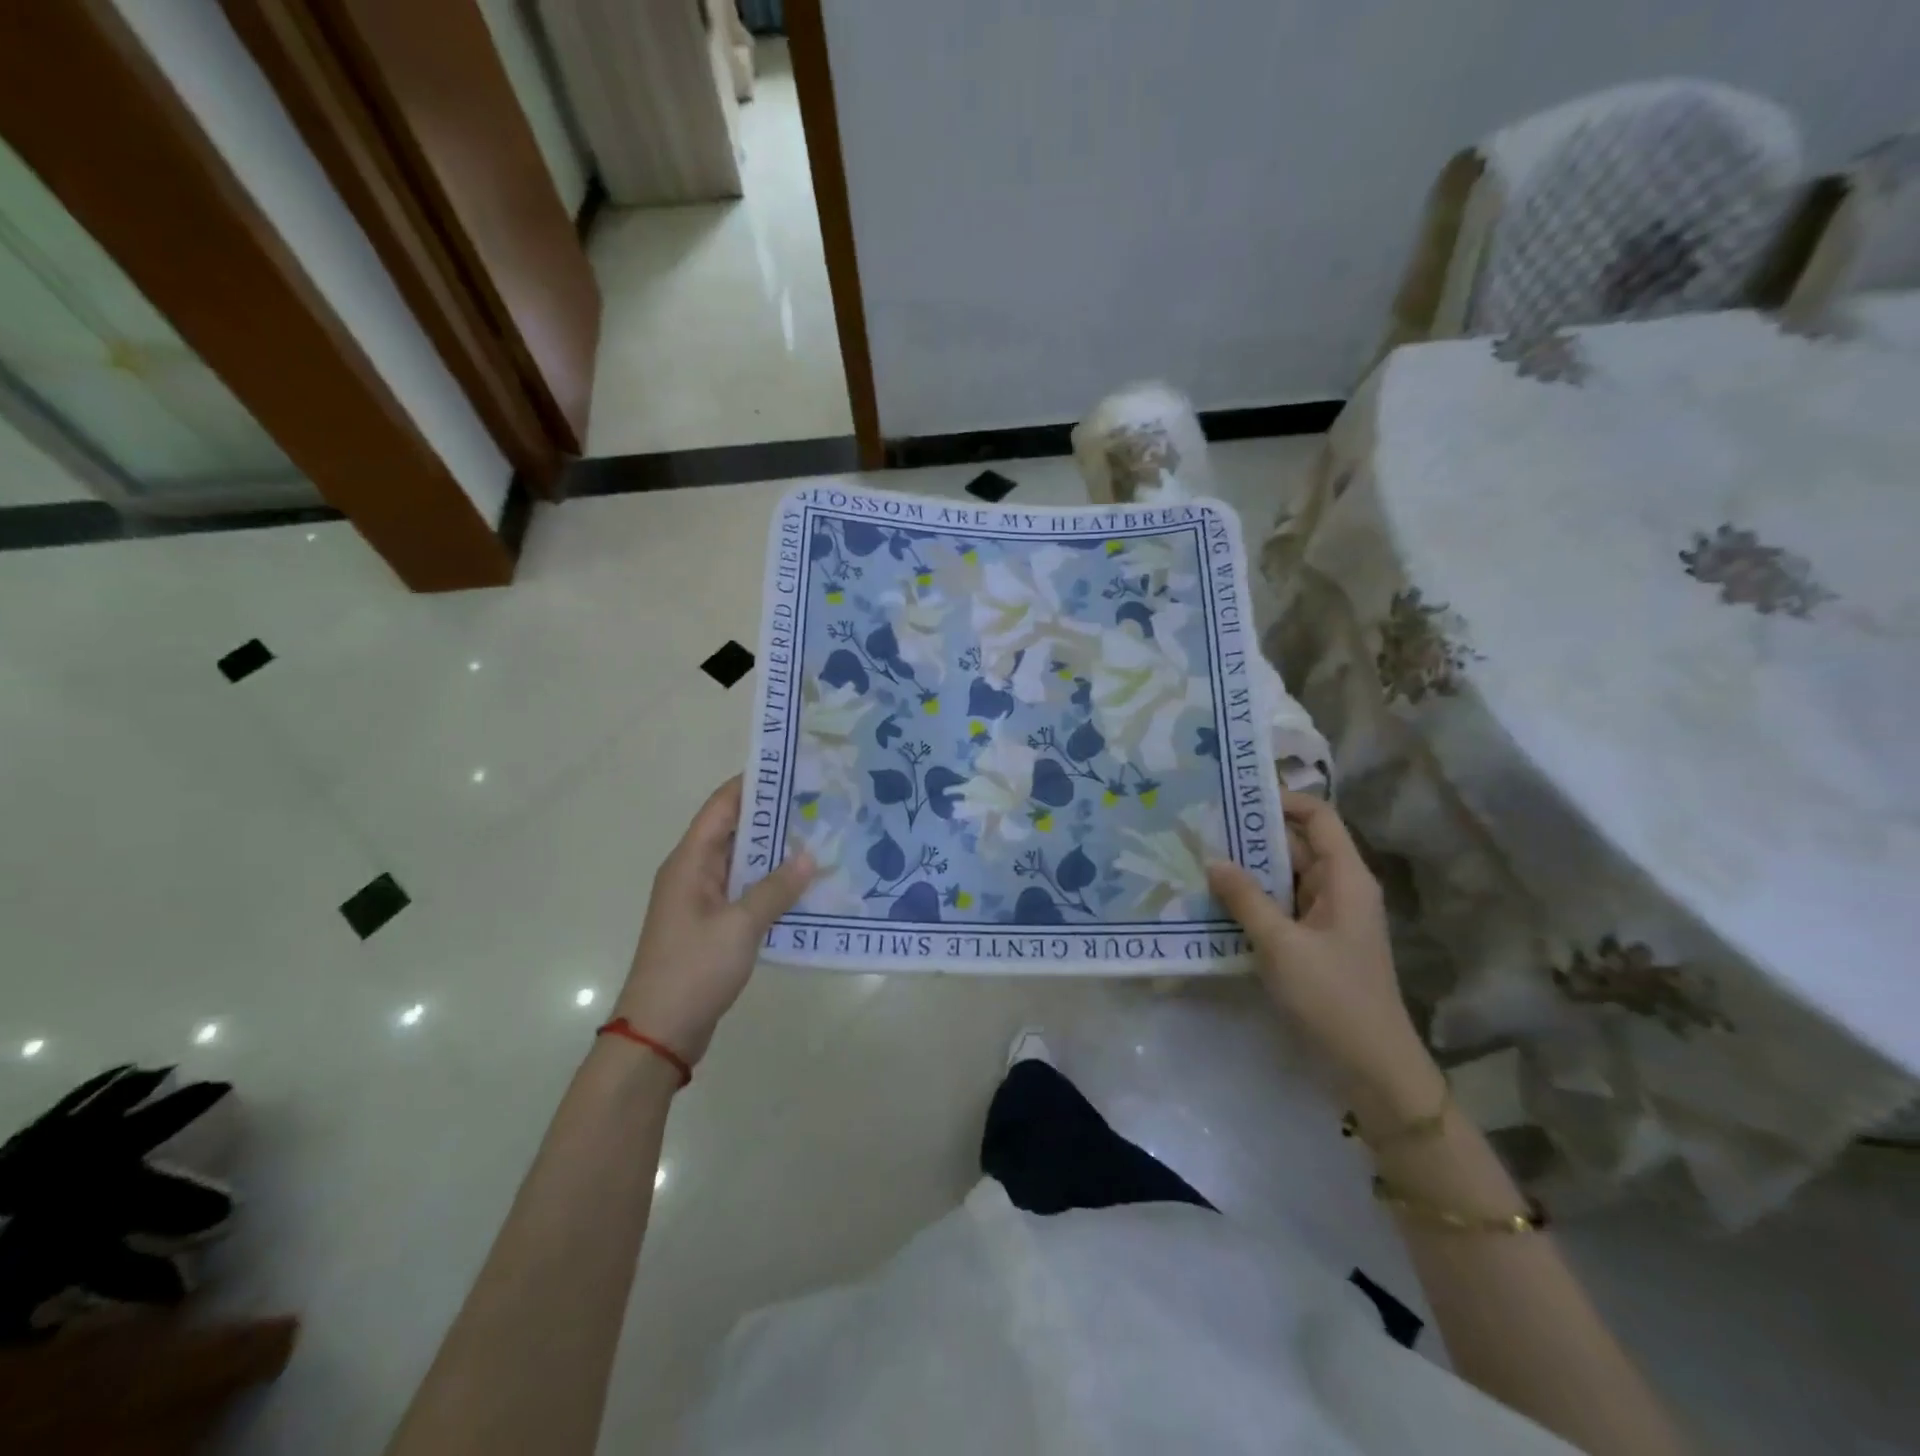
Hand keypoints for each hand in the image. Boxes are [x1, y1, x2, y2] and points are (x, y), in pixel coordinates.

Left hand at [615, 777, 813, 1065]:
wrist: (659, 1033)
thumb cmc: (693, 969)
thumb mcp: (740, 926)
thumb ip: (776, 889)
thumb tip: (809, 855)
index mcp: (690, 862)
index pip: (722, 807)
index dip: (753, 784)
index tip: (792, 769)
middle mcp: (693, 873)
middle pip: (734, 831)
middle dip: (774, 817)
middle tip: (819, 804)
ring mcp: (702, 901)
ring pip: (743, 863)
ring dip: (776, 853)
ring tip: (821, 838)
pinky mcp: (711, 926)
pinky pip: (745, 892)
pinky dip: (771, 885)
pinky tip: (804, 886)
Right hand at [1207, 792, 1438, 1116]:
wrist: (1372, 1069)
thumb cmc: (1333, 997)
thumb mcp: (1282, 945)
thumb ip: (1245, 899)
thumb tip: (1213, 859)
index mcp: (1346, 878)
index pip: (1318, 817)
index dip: (1282, 800)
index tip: (1234, 796)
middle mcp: (1339, 889)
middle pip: (1297, 845)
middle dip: (1252, 835)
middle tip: (1201, 826)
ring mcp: (1327, 918)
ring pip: (1285, 878)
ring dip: (1248, 870)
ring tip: (1198, 858)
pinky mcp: (1314, 943)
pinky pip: (1281, 907)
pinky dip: (1253, 900)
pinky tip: (1215, 902)